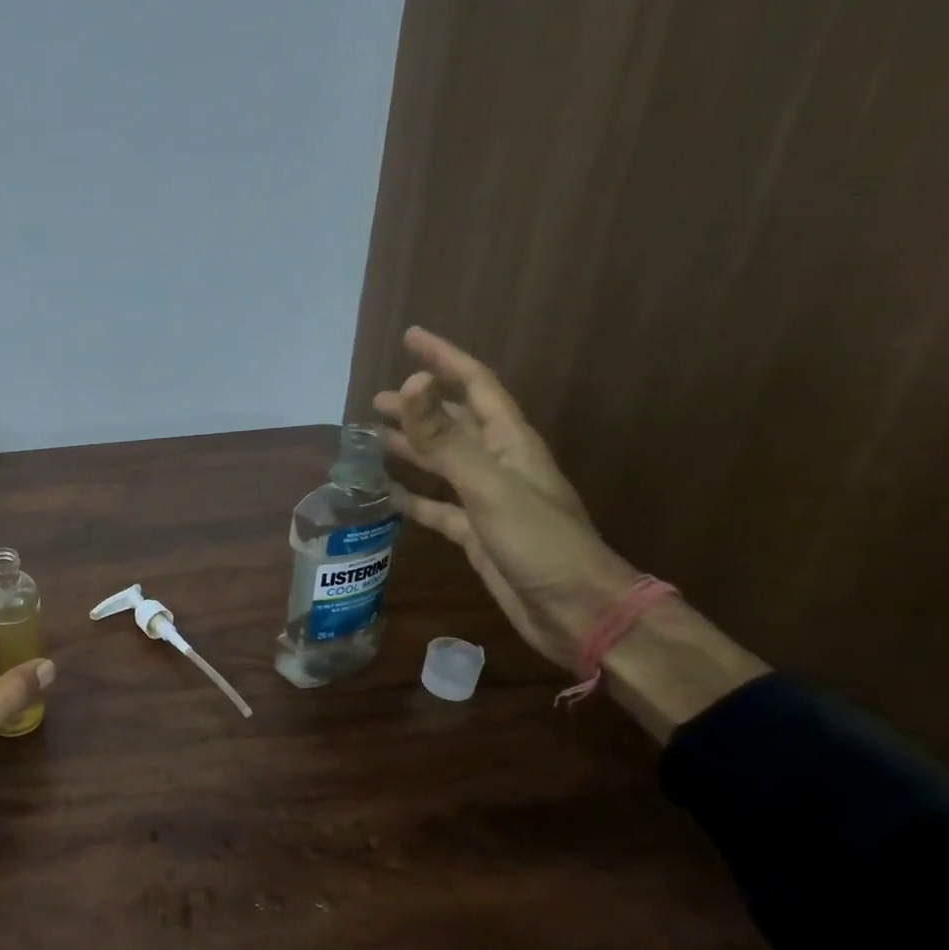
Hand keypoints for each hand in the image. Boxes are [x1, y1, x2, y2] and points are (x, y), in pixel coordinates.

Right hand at [372, 327, 636, 666]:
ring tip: (371, 439)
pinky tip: (384, 494)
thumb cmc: (540, 543)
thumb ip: (446, 438)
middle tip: (374, 401)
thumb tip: (409, 384)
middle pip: (454, 422)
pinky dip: (410, 496)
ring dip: (410, 447)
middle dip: (417, 406)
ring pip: (441, 463)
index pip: (475, 384)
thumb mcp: (489, 486)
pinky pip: (435, 506)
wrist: (577, 612)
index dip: (443, 358)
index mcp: (510, 442)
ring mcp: (487, 500)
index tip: (410, 337)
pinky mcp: (475, 533)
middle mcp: (498, 464)